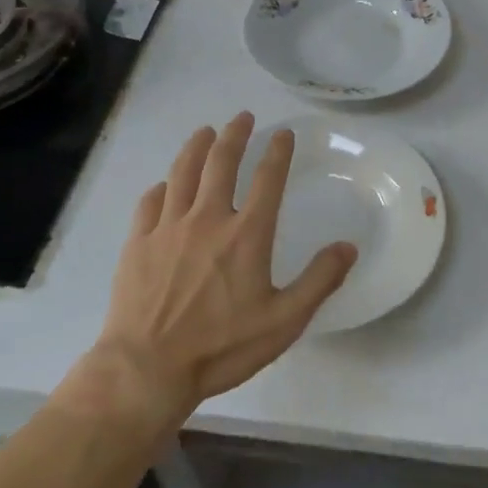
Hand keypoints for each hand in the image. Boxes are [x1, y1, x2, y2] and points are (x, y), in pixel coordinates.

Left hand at [54, 113, 356, 426]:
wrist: (147, 369)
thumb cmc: (222, 346)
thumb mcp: (285, 321)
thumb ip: (320, 280)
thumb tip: (349, 246)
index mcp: (246, 234)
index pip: (267, 179)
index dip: (278, 151)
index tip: (284, 133)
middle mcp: (207, 219)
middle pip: (221, 163)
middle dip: (234, 135)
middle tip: (242, 117)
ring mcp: (168, 228)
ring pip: (182, 172)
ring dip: (196, 147)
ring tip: (205, 132)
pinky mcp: (138, 243)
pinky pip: (150, 202)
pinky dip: (161, 186)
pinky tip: (165, 184)